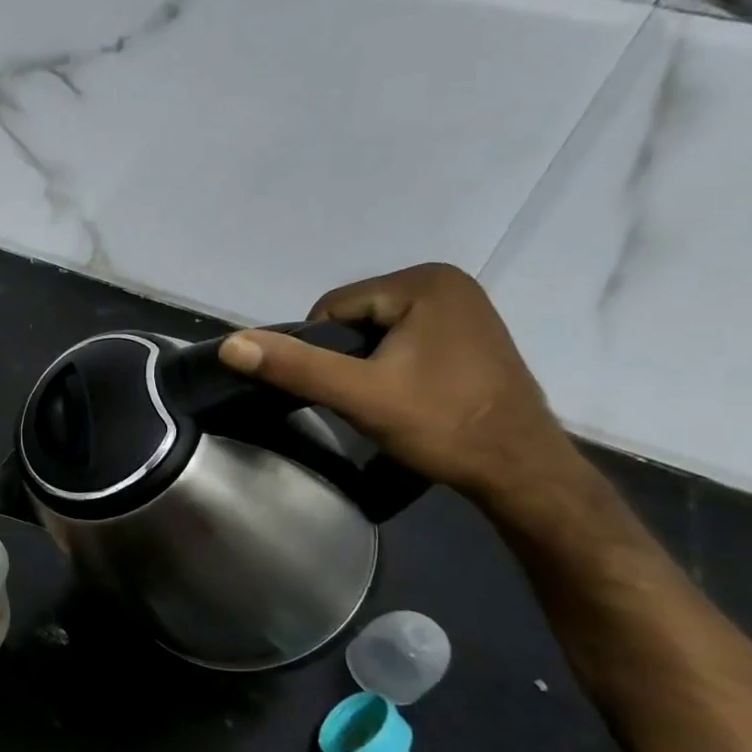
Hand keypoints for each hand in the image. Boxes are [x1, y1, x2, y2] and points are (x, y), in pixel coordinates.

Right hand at [219, 263, 576, 503]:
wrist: (521, 469)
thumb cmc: (441, 424)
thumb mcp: (359, 395)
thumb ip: (295, 366)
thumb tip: (230, 343)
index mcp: (424, 282)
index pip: (332, 308)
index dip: (322, 352)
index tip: (345, 390)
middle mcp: (447, 282)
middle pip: (355, 318)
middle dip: (347, 359)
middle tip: (366, 401)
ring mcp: (463, 307)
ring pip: (377, 332)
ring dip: (368, 366)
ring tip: (387, 403)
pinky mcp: (469, 334)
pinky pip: (405, 341)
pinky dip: (393, 367)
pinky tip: (409, 397)